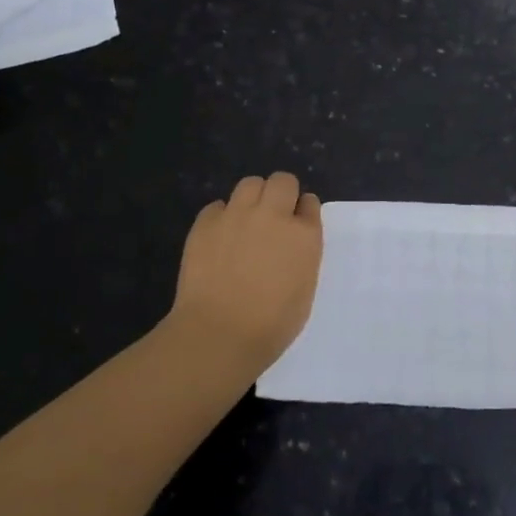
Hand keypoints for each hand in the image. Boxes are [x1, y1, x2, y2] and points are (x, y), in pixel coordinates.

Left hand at [168, 172, 322, 375]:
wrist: (218, 334)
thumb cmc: (271, 325)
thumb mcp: (304, 290)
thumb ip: (302, 256)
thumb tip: (291, 244)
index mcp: (304, 235)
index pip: (310, 203)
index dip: (302, 212)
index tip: (297, 225)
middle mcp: (273, 215)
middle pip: (282, 180)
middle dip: (281, 193)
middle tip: (274, 217)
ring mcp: (237, 215)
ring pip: (250, 183)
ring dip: (252, 198)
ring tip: (245, 222)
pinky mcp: (206, 223)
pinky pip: (217, 206)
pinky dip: (221, 217)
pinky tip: (219, 239)